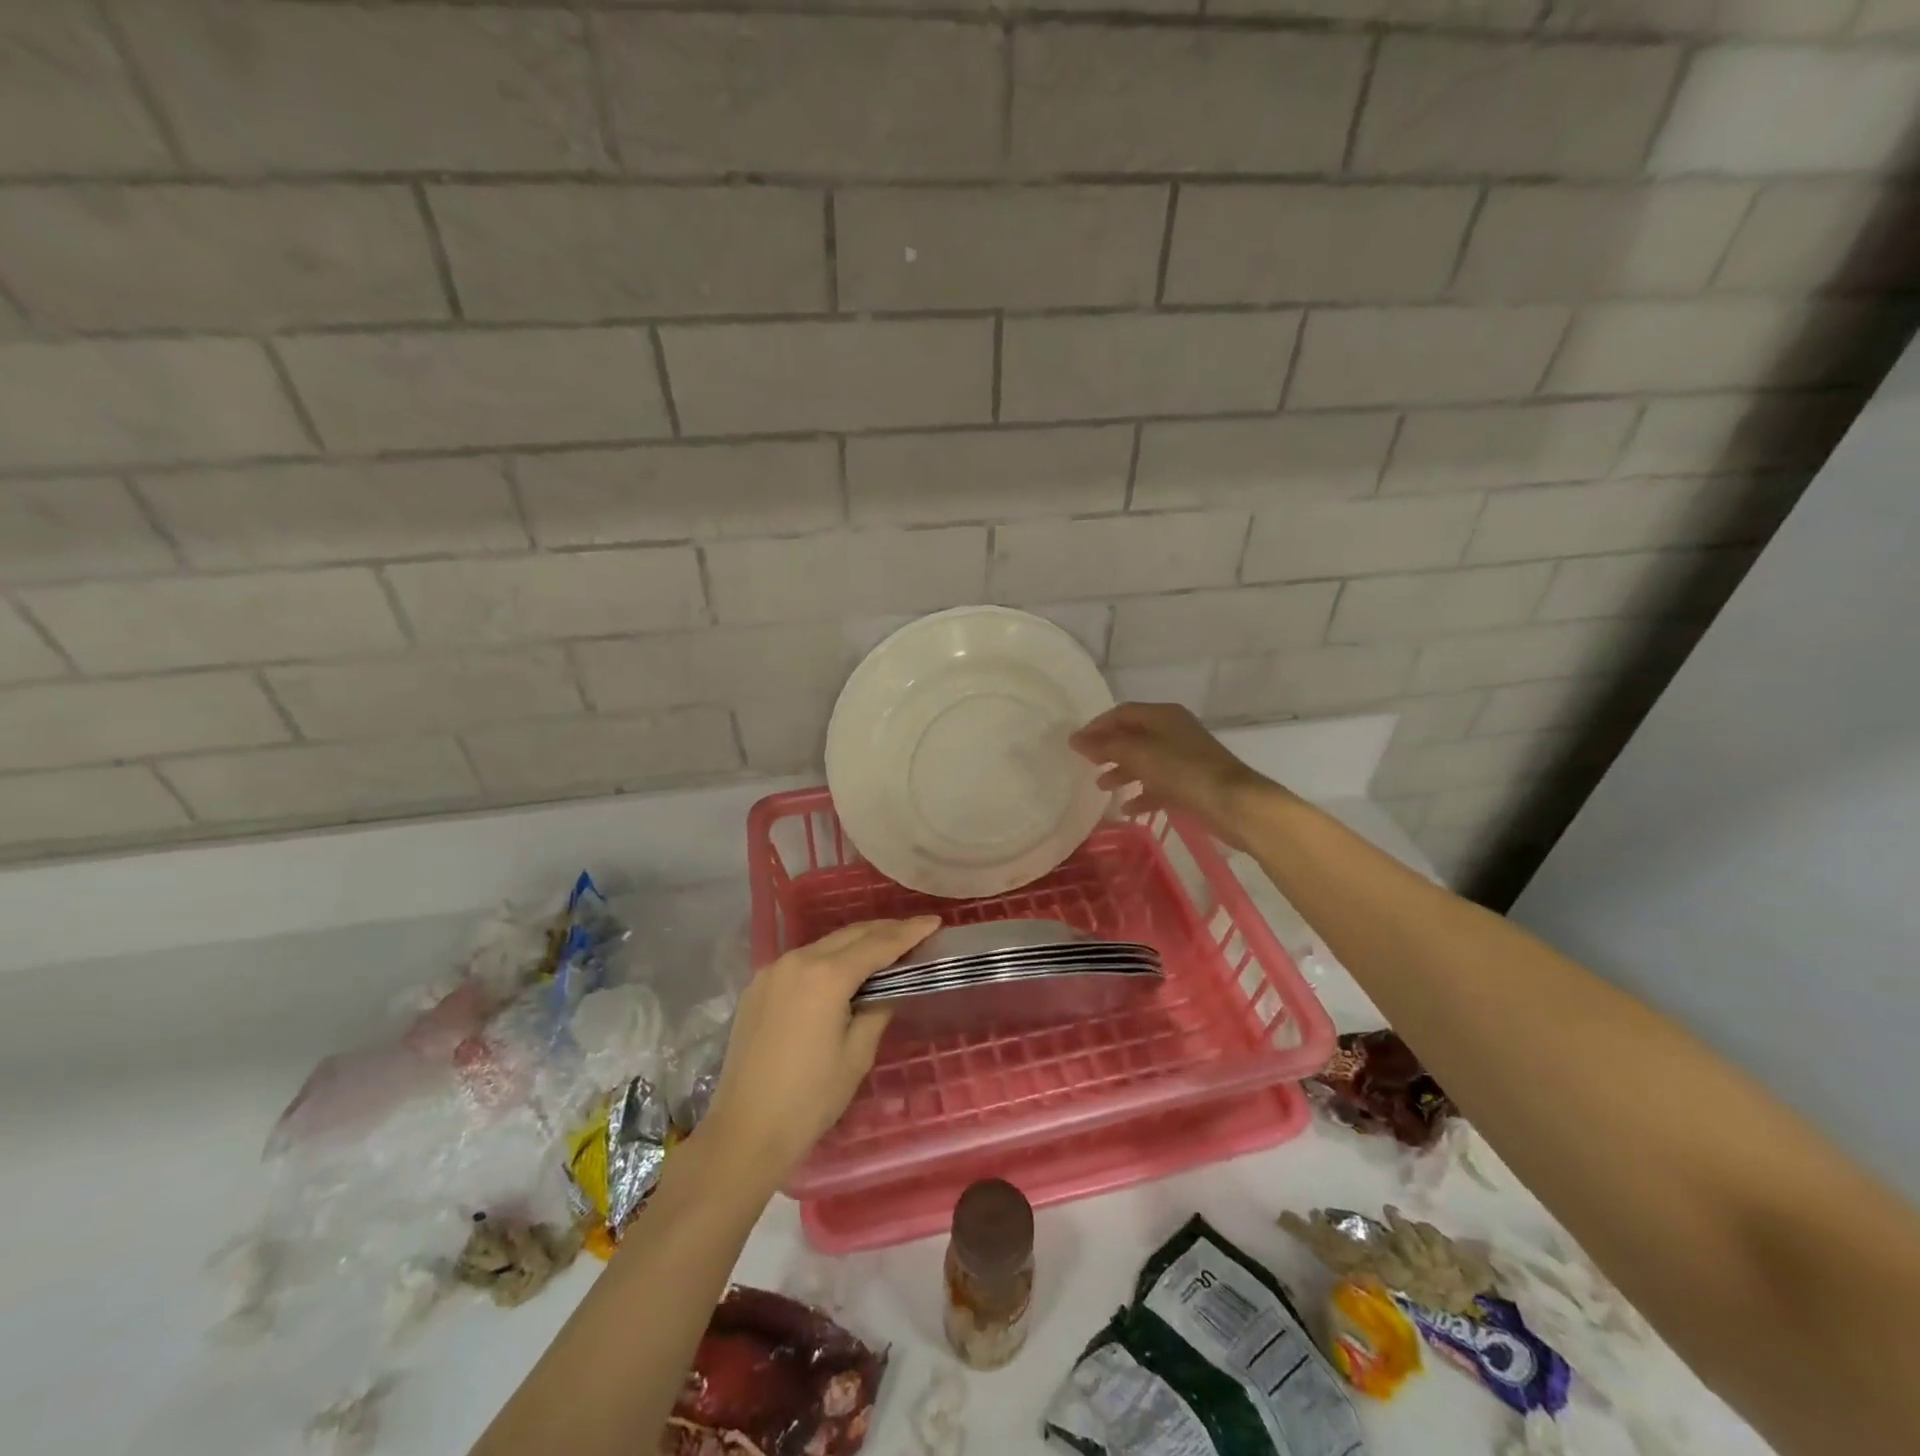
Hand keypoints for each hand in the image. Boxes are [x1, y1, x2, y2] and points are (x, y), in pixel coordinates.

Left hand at [697, 917, 939, 1186]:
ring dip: (856, 942)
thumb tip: (886, 990)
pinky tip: (843, 970)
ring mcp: (773, 971)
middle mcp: (797, 960)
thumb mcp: (857, 1055)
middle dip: (885, 930)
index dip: (909, 932)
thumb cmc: (810, 1098)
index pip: (878, 944)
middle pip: (850, 934)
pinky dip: (829, 958)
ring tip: (884, 947)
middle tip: (915, 931)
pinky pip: (803, 961)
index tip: (934, 921)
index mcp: (826, 975)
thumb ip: (877, 1010)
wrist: (744, 1131)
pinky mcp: (758, 986)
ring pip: (825, 944)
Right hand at [1070, 702, 1285, 849]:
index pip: (1122, 713)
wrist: (1233, 803)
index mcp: (1163, 716)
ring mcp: (1184, 757)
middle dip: (1108, 750)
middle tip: (1087, 765)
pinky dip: (1142, 793)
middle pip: (1133, 736)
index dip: (1097, 726)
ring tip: (1103, 787)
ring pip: (1145, 760)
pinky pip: (1159, 784)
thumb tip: (1075, 739)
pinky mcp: (1191, 782)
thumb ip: (1106, 746)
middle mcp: (1173, 731)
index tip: (1076, 745)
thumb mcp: (1139, 754)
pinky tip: (1129, 809)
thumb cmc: (1183, 771)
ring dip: (1122, 772)